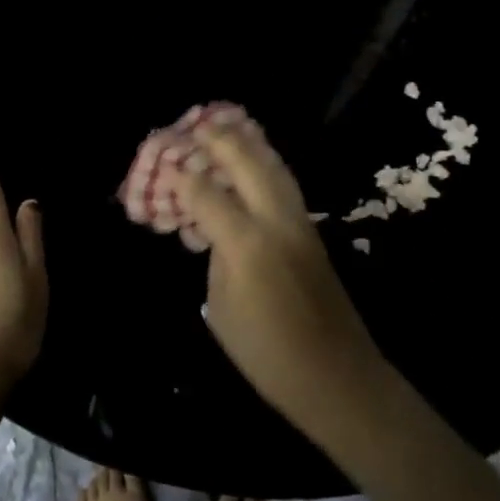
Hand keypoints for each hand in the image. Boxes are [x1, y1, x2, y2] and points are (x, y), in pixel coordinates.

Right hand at [179, 118, 385, 431]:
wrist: (336, 376)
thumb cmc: (266, 353)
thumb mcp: (221, 308)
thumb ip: (216, 257)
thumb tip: (216, 229)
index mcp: (246, 243)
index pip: (206, 195)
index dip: (181, 177)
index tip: (164, 163)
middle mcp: (275, 221)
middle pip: (247, 163)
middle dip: (220, 140)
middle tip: (197, 124)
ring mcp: (299, 223)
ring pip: (274, 166)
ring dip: (250, 143)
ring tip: (229, 126)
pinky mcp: (312, 231)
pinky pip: (285, 184)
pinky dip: (267, 163)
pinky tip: (256, 160)